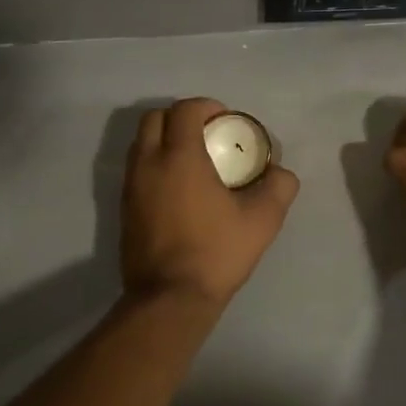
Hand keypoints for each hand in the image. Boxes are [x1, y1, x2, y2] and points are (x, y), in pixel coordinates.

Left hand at [120, 98, 299, 308]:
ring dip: (164, 140)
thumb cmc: (216, 252)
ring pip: (141, 144)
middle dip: (180, 117)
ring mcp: (131, 187)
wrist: (169, 298)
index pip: (185, 110)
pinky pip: (137, 170)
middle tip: (206, 134)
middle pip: (154, 119)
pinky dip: (155, 165)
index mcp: (179, 157)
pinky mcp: (124, 209)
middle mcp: (148, 164)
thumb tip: (281, 173)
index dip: (206, 106)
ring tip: (192, 160)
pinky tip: (178, 190)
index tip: (225, 120)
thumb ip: (278, 187)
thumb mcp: (262, 220)